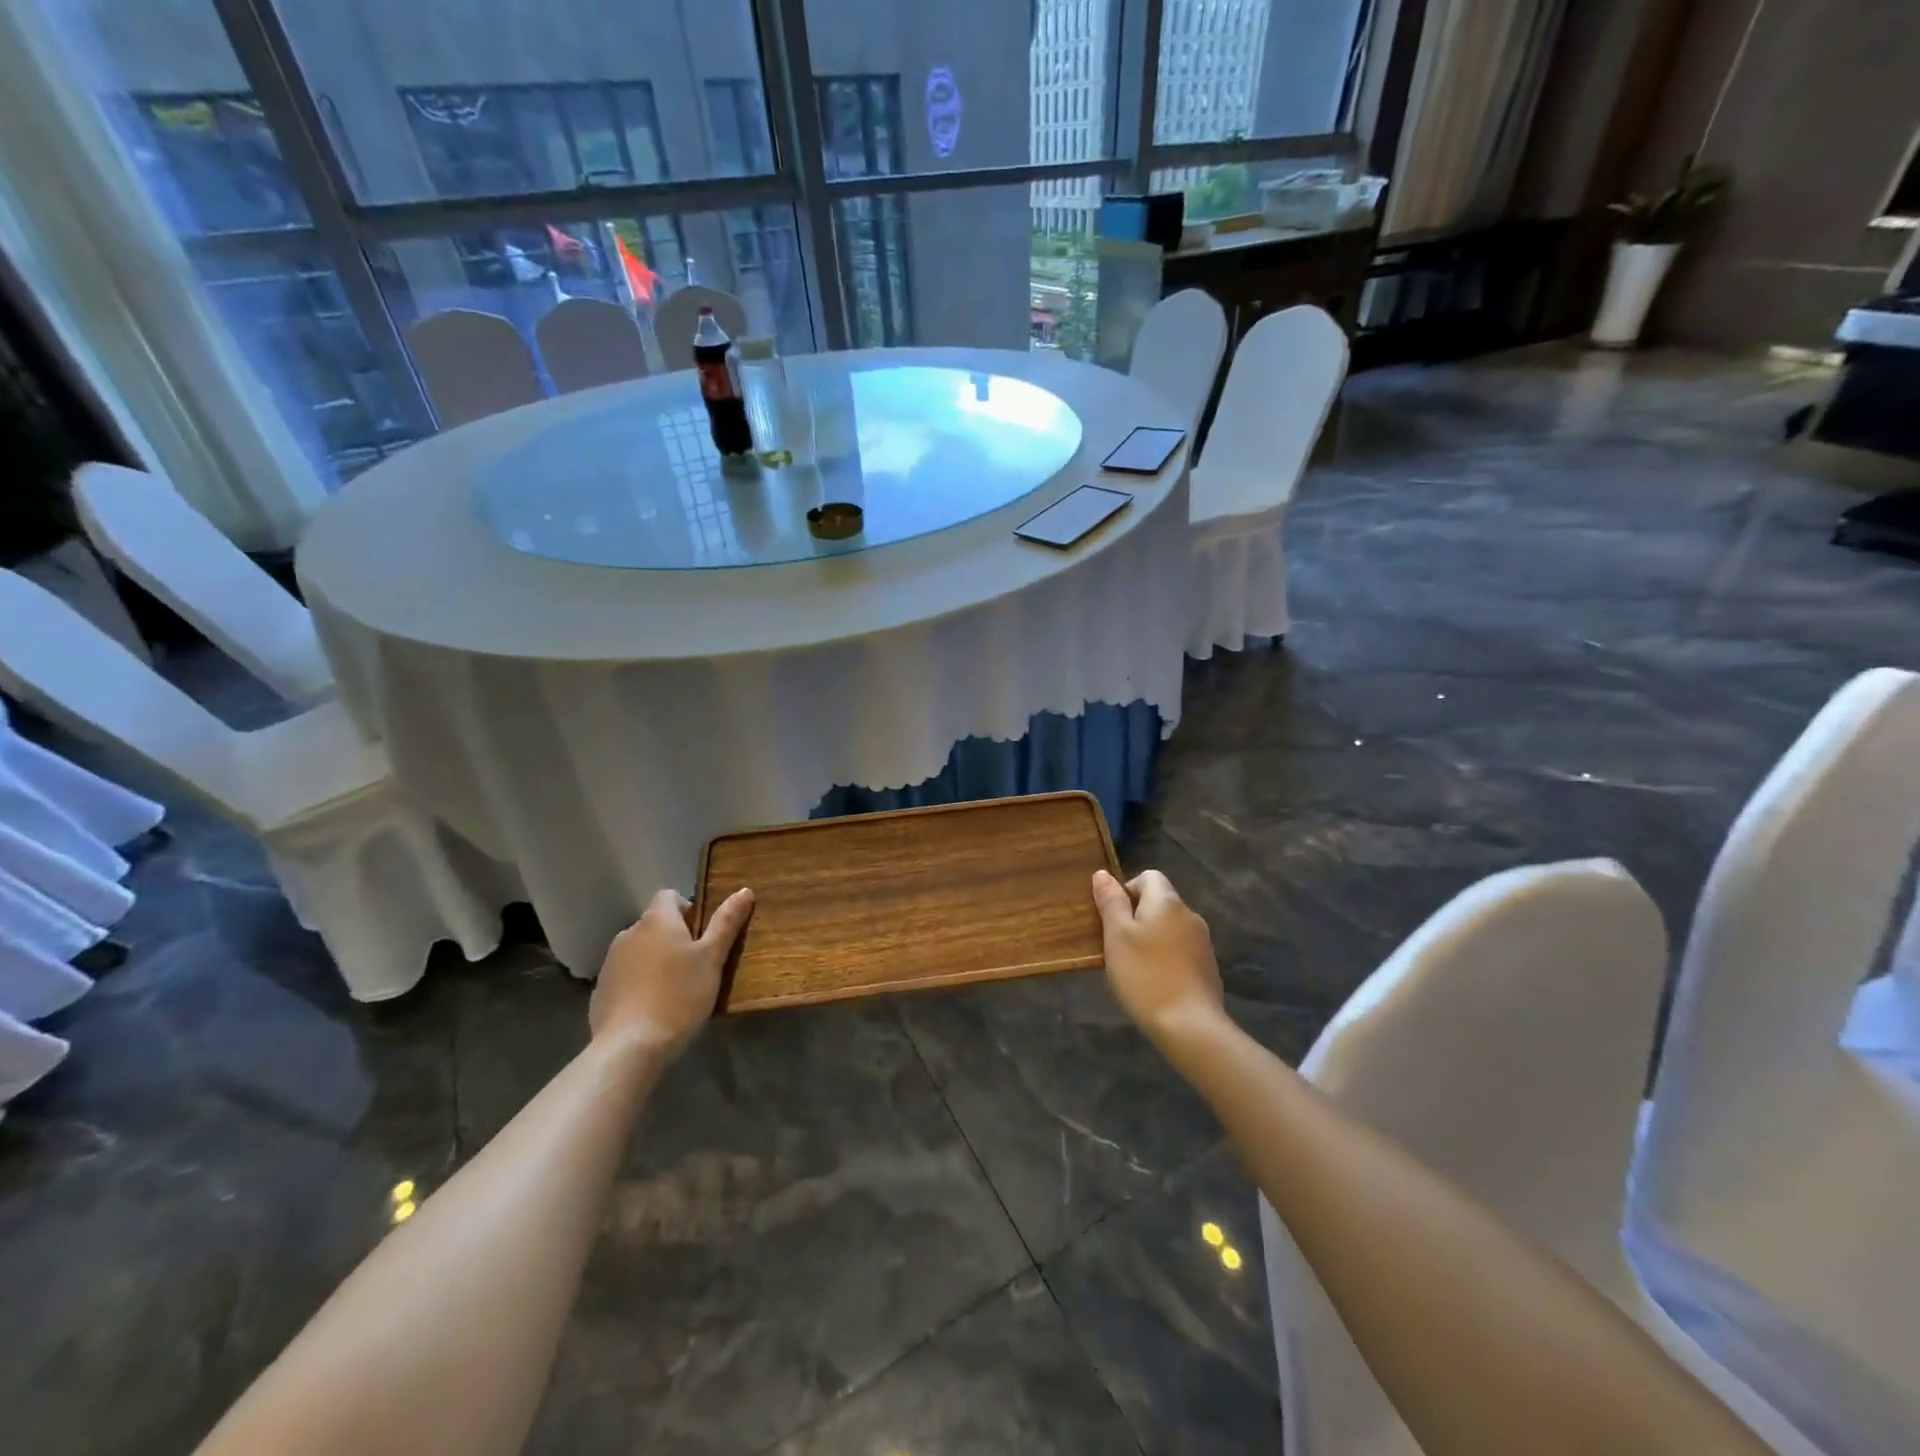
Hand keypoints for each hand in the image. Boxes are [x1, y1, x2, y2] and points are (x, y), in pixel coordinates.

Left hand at [589, 888, 754, 1056]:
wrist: (630, 1046)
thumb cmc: (679, 995)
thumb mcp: (712, 958)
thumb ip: (727, 922)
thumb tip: (744, 890)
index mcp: (657, 920)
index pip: (669, 895)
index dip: (687, 909)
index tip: (702, 934)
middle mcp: (629, 933)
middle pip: (655, 924)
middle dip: (673, 938)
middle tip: (695, 965)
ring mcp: (610, 962)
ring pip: (639, 950)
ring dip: (655, 960)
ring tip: (675, 990)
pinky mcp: (600, 990)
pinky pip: (625, 976)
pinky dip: (639, 983)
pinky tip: (652, 1008)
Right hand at [1091, 869, 1224, 1045]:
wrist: (1189, 1025)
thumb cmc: (1144, 975)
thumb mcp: (1117, 936)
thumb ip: (1110, 901)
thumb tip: (1103, 873)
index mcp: (1167, 901)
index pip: (1148, 876)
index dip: (1127, 890)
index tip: (1113, 919)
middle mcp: (1189, 914)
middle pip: (1160, 901)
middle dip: (1137, 916)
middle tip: (1118, 945)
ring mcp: (1203, 941)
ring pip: (1170, 927)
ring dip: (1152, 938)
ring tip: (1134, 966)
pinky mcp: (1208, 966)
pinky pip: (1181, 949)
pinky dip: (1166, 956)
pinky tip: (1155, 981)